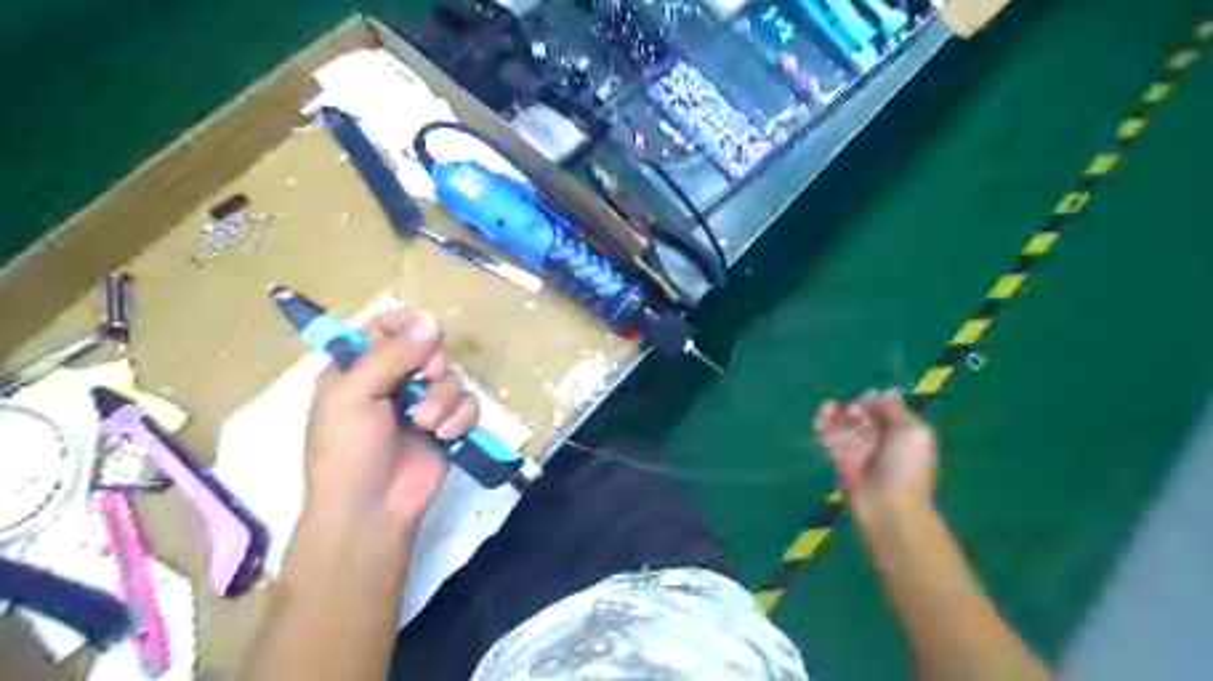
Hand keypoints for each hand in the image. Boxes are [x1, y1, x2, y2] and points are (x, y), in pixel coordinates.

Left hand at [300, 307, 481, 540]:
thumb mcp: (355, 396)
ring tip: (427, 424)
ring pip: (451, 377)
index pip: (385, 326)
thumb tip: (432, 319)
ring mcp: (422, 404)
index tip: (420, 334)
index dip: (405, 325)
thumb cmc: (347, 451)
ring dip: (444, 398)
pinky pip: (468, 404)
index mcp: (357, 368)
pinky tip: (445, 435)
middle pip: (427, 347)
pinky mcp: (448, 426)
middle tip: (424, 378)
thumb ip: (392, 355)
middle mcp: (392, 380)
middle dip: (430, 363)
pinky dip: (460, 418)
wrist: (371, 512)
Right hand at [814, 389, 936, 500]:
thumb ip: (897, 410)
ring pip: (841, 422)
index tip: (870, 398)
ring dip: (834, 412)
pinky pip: (826, 436)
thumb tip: (886, 392)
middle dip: (855, 406)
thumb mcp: (913, 432)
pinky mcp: (837, 457)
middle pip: (861, 413)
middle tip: (855, 412)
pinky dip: (821, 424)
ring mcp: (856, 448)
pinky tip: (822, 420)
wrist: (887, 506)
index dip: (875, 399)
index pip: (884, 407)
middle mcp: (878, 438)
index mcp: (900, 431)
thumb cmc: (905, 468)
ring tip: (830, 411)